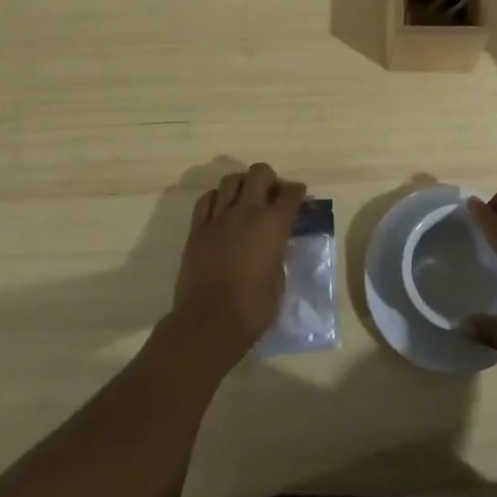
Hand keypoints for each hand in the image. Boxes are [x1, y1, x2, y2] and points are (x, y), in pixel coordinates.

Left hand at [168, 162, 306, 371]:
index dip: (298, 192)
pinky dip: (217, 198)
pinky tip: (221, 210)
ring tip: (246, 200)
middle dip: (270, 179)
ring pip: (230, 180)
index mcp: (273, 224)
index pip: (290, 194)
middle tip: (272, 195)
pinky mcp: (197, 230)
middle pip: (259, 172)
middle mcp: (246, 212)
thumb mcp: (278, 281)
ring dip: (242, 184)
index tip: (300, 197)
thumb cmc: (252, 309)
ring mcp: (218, 218)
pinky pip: (206, 200)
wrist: (208, 324)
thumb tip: (273, 247)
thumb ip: (278, 255)